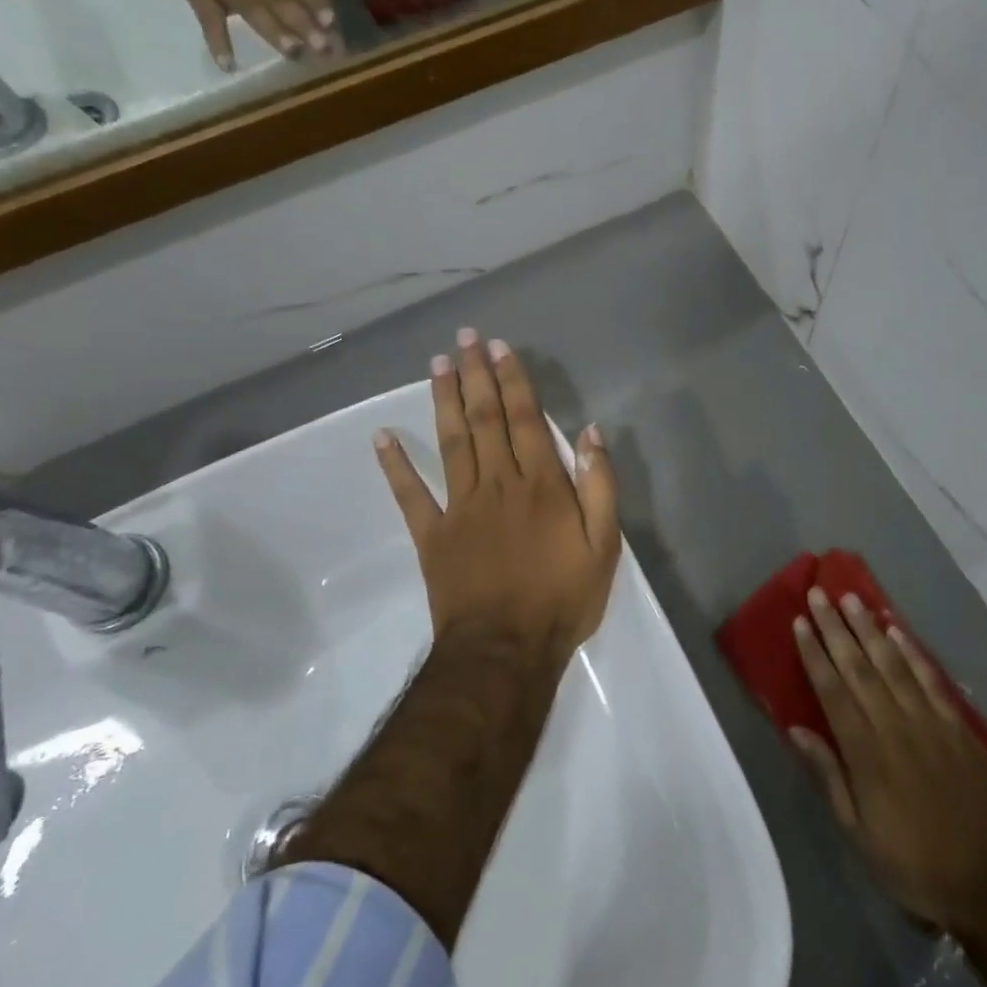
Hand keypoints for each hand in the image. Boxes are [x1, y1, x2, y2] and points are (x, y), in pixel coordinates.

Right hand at [139, 0, 342, 68]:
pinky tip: (228, 65)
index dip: (315, 0)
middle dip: (303, 24)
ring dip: (273, 32)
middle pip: (281, 0)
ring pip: (253, 12)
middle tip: (323, 47)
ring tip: (293, 52)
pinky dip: (217, 42)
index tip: (332, 21)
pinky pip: (208, 20)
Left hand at [374, 328, 620, 664]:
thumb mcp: (604, 545)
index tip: (500, 347)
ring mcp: (460, 507)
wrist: (506, 650)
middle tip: (465, 337)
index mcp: (541, 484)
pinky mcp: (433, 534)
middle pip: (485, 419)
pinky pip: (411, 494)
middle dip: (476, 375)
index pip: (526, 419)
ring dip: (444, 400)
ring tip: (437, 364)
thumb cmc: (563, 598)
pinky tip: (382, 436)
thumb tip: (591, 433)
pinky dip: (395, 465)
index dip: (513, 380)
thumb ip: (600, 486)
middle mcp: (498, 483)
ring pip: (451, 442)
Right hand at [794, 589, 986, 932]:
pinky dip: (913, 652)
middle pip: (859, 667)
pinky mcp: (958, 726)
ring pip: (893, 664)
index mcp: (865, 753)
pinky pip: (931, 679)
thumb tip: (796, 729)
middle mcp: (894, 726)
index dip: (814, 653)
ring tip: (852, 599)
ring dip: (870, 629)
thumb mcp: (858, 831)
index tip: (800, 622)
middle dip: (836, 628)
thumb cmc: (912, 862)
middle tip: (819, 594)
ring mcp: (930, 722)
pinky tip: (897, 631)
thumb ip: (829, 774)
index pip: (832, 690)